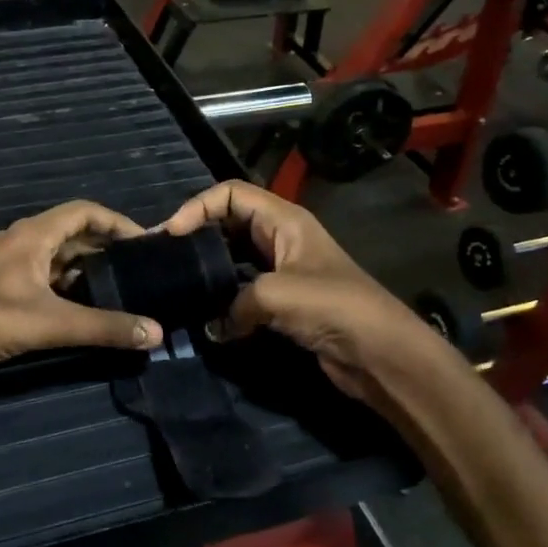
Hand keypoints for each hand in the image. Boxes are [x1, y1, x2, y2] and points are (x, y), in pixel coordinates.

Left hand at [0, 201, 165, 388]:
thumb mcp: (52, 323)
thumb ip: (105, 327)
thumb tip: (156, 333)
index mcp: (32, 234)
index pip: (84, 211)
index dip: (117, 222)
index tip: (145, 242)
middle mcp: (21, 241)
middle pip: (72, 232)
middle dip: (106, 246)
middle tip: (139, 268)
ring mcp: (8, 264)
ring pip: (57, 256)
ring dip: (87, 267)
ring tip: (121, 286)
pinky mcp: (1, 288)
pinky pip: (43, 276)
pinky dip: (68, 284)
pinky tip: (85, 306)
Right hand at [160, 181, 447, 401]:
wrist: (381, 353)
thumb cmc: (334, 307)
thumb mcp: (276, 295)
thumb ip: (234, 304)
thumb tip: (212, 327)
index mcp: (284, 220)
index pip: (230, 193)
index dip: (198, 206)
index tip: (172, 235)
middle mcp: (281, 238)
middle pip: (229, 222)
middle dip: (198, 235)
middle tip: (167, 258)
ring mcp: (282, 271)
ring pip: (234, 258)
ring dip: (209, 269)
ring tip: (178, 284)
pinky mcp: (283, 302)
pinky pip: (243, 291)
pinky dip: (223, 300)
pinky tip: (205, 316)